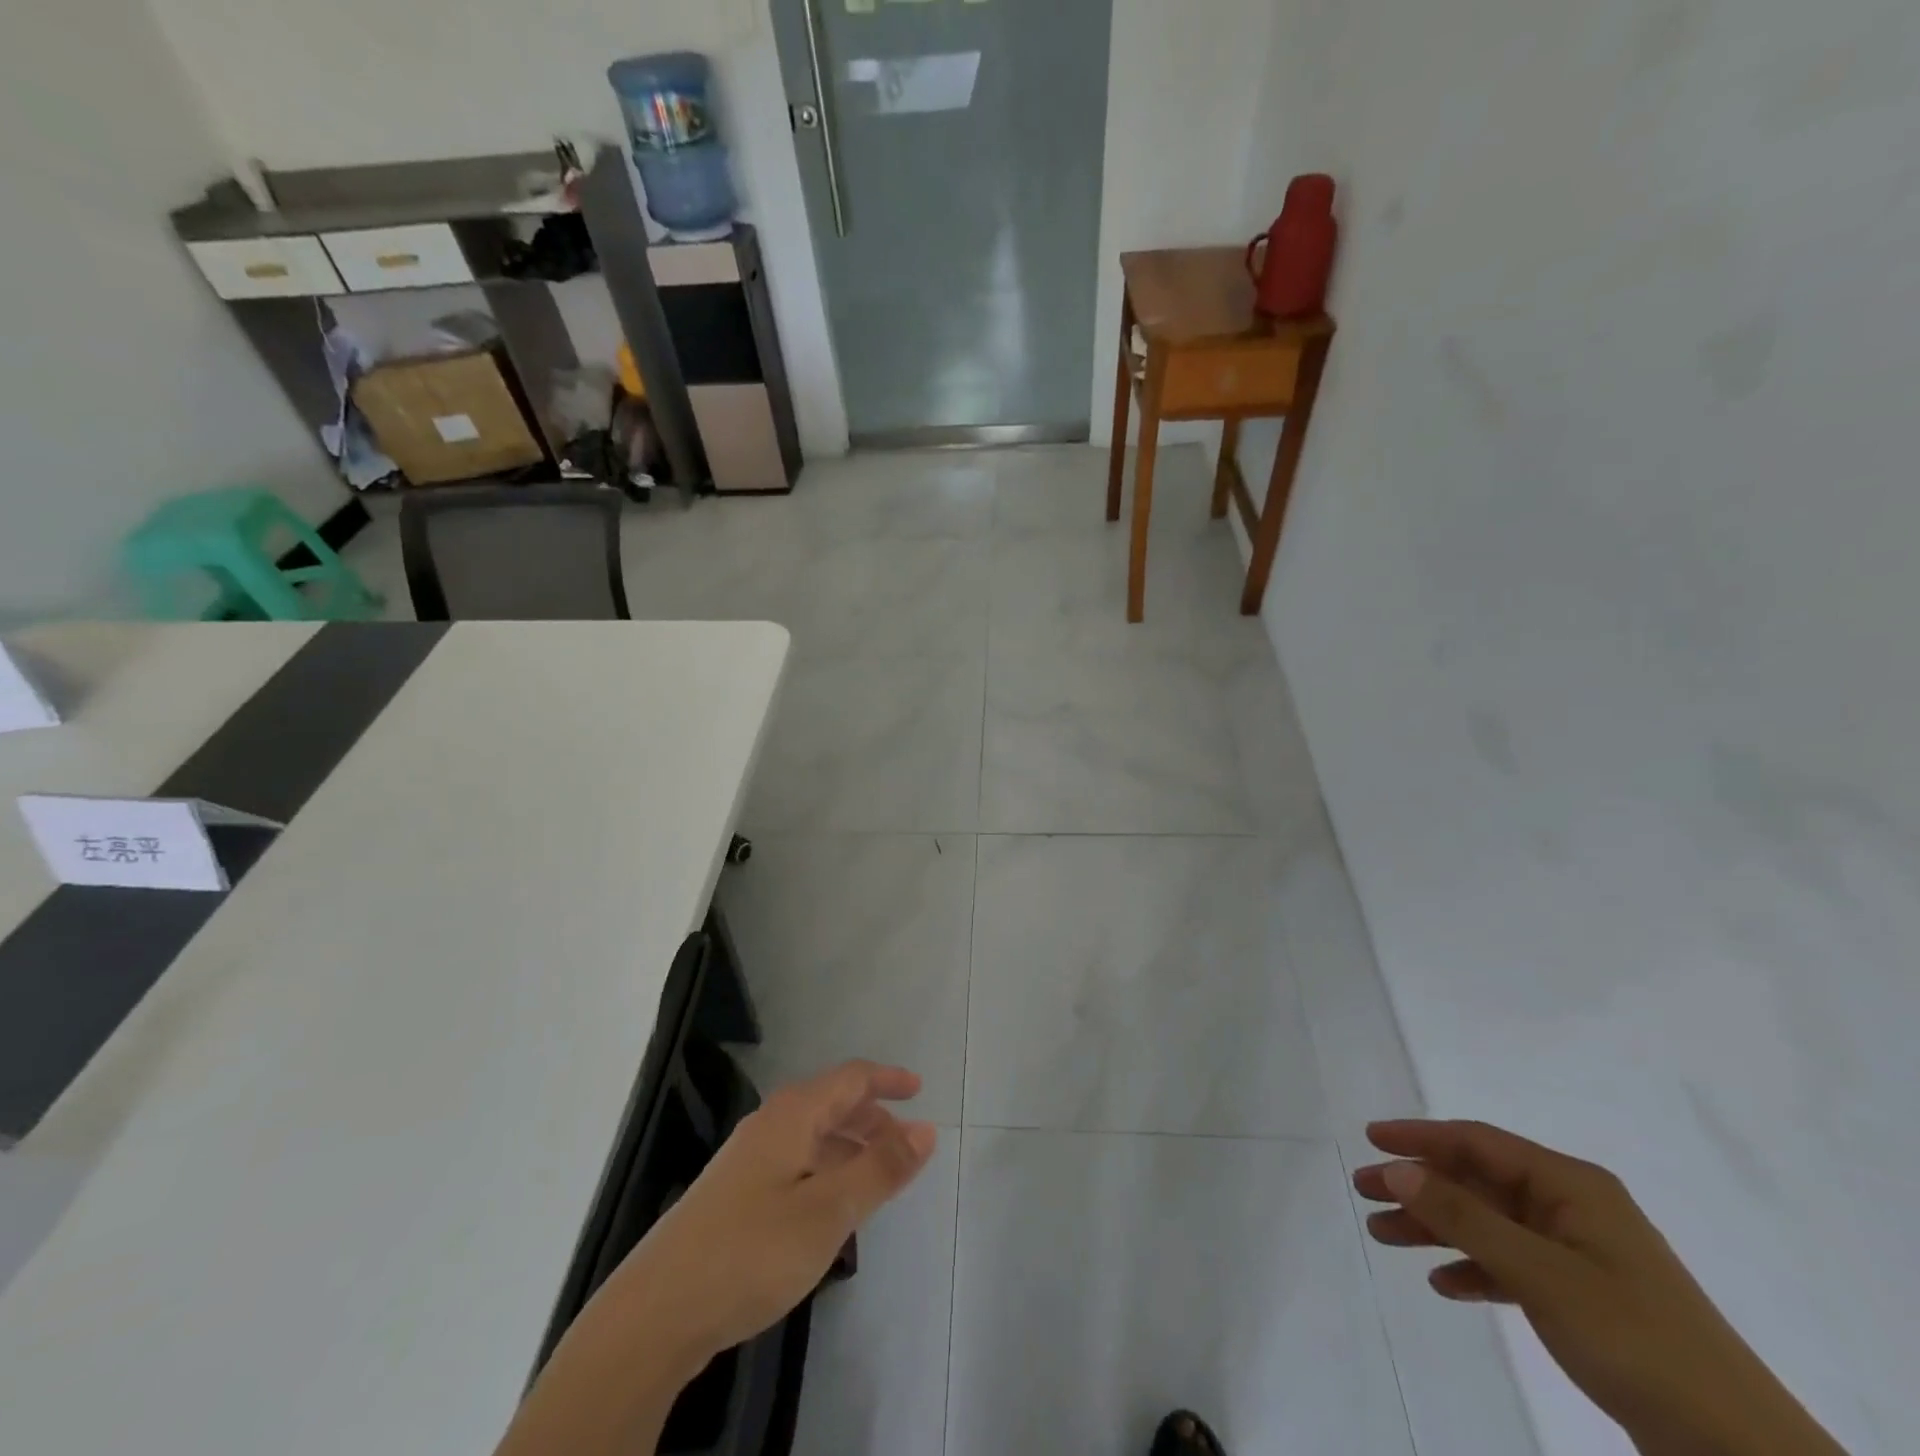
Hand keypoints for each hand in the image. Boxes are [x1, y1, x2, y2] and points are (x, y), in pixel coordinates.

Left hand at [600, 1059, 936, 1373]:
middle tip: (906, 1147)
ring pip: (812, 1137)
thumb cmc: (751, 1251)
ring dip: (850, 1148)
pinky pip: (796, 1165)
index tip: (920, 1090)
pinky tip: (831, 1211)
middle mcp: (769, 1126)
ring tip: (878, 1180)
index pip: (850, 1078)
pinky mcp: (735, 1197)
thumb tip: (926, 1129)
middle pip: (831, 1104)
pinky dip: (826, 1172)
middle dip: (872, 1118)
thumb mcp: (828, 1210)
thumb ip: (879, 1168)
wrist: (655, 1315)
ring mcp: (747, 1162)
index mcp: (792, 1115)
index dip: (887, 1080)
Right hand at [1354, 1120, 1843, 1455]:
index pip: (1478, 1142)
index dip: (1420, 1136)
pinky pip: (1511, 1266)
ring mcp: (1579, 1254)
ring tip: (1383, 1236)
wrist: (1741, 1454)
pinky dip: (1474, 1270)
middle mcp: (1571, 1208)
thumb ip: (1464, 1218)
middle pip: (1477, 1182)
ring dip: (1436, 1228)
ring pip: (1487, 1224)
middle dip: (1418, 1186)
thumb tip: (1396, 1168)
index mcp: (1570, 1186)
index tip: (1369, 1138)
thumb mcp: (1541, 1274)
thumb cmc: (1636, 1340)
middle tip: (1362, 1191)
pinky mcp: (1583, 1298)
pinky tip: (1444, 1285)